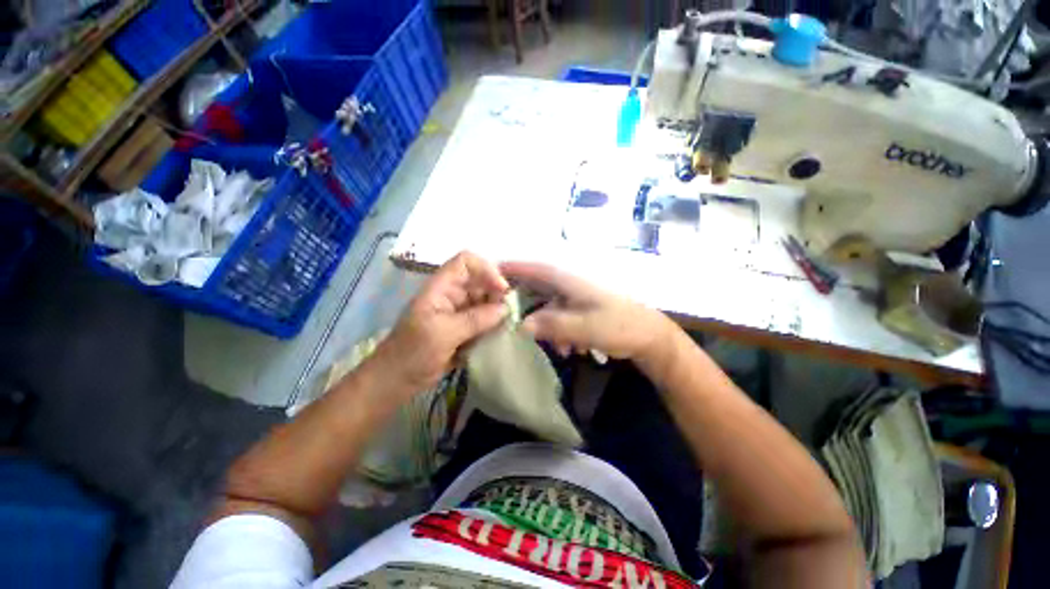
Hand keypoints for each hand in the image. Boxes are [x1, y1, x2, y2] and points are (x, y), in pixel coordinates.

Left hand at [374, 252, 509, 394]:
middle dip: (497, 294)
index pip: (466, 262)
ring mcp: (459, 312)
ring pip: (486, 302)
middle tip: (509, 314)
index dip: (486, 269)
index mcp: (441, 287)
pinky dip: (494, 325)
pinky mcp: (464, 329)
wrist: (394, 382)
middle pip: (481, 281)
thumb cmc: (411, 354)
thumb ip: (475, 319)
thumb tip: (505, 309)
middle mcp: (452, 295)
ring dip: (497, 311)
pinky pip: (485, 320)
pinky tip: (498, 336)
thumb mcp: (442, 334)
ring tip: (505, 327)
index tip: (503, 289)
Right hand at [499, 262, 674, 361]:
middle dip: (523, 303)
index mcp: (569, 282)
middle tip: (507, 318)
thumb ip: (553, 325)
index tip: (491, 272)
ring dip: (545, 325)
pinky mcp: (580, 310)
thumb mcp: (585, 328)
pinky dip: (558, 332)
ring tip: (555, 346)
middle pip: (536, 287)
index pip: (534, 269)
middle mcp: (569, 286)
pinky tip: (568, 349)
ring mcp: (575, 299)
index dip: (513, 269)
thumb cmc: (618, 325)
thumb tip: (521, 325)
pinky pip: (559, 318)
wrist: (648, 336)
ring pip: (547, 307)